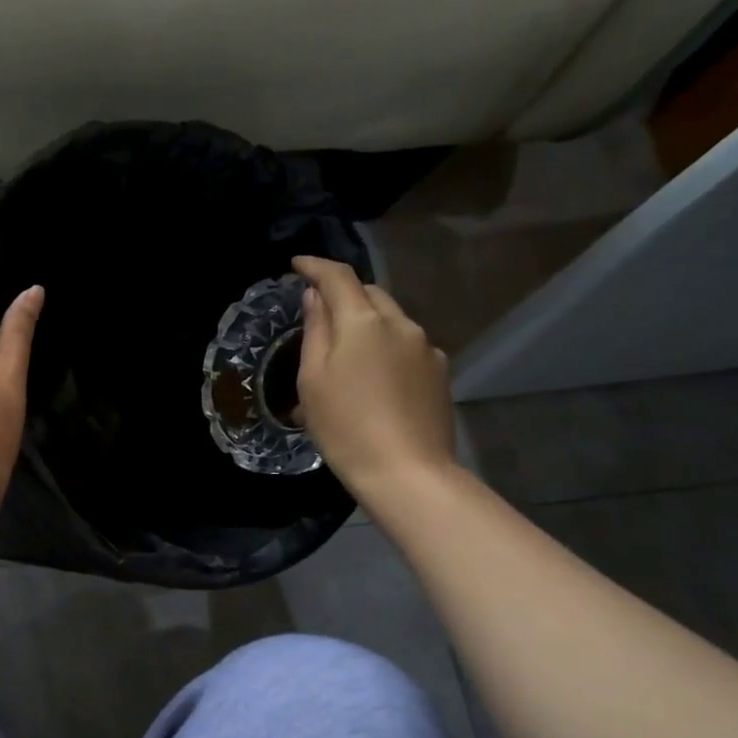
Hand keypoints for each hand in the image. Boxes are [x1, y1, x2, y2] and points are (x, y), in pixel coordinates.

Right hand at [293, 255, 455, 509]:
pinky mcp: (440, 371)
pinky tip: (375, 379)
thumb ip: (315, 330)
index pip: (337, 276)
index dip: (315, 265)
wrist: (407, 472)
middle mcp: (400, 323)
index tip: (297, 265)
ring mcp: (426, 347)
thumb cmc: (345, 427)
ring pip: (390, 319)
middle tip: (319, 314)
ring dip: (366, 323)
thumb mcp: (313, 380)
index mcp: (363, 321)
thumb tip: (315, 296)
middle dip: (343, 294)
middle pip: (368, 293)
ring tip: (346, 354)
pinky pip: (406, 345)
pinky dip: (386, 347)